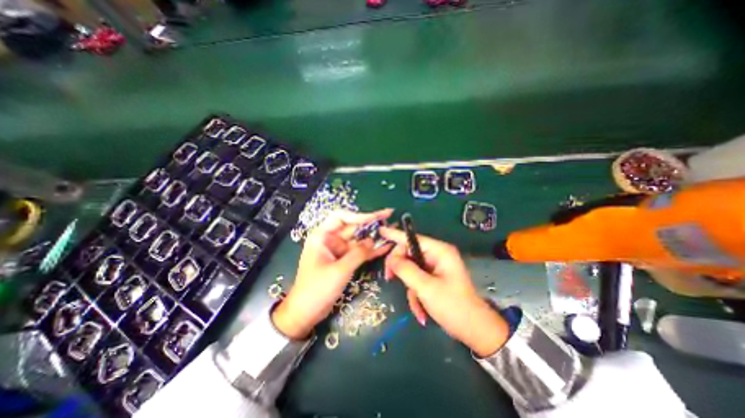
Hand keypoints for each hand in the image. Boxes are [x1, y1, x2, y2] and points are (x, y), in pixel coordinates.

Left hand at [272, 210, 391, 338]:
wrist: (305, 313)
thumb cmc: (317, 289)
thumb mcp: (339, 270)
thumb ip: (357, 254)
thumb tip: (372, 241)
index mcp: (322, 236)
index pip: (341, 217)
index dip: (359, 215)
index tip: (376, 217)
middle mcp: (331, 240)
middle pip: (353, 227)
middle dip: (371, 224)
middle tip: (389, 217)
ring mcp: (338, 251)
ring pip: (358, 240)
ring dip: (373, 237)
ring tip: (391, 231)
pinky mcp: (344, 261)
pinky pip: (359, 252)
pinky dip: (371, 250)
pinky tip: (385, 247)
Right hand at [381, 226, 508, 356]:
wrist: (475, 331)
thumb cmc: (454, 306)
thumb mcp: (426, 288)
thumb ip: (406, 270)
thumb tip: (391, 258)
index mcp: (439, 251)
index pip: (412, 238)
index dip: (395, 235)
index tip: (380, 231)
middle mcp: (437, 255)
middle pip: (409, 254)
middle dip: (400, 268)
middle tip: (389, 278)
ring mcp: (435, 267)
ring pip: (411, 270)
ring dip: (410, 288)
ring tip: (416, 305)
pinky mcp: (434, 278)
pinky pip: (417, 280)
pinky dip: (416, 294)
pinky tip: (421, 310)